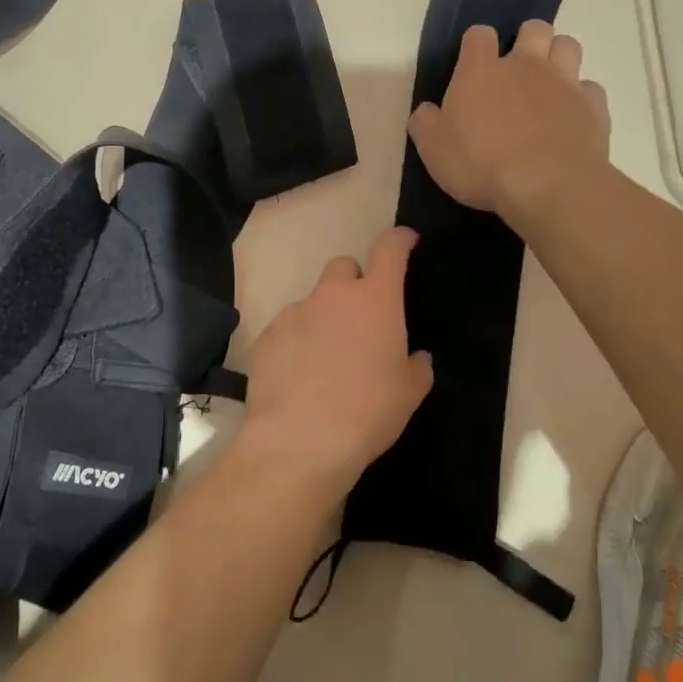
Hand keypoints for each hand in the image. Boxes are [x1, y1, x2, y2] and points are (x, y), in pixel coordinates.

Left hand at [241, 227, 433, 494]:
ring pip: (313, 301)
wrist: (300, 441)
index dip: (400, 240)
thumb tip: (415, 357)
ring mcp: (295, 313)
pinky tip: (299, 376)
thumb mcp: (409, 393)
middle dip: (354, 283)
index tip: (406, 241)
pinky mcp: (266, 336)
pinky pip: (287, 328)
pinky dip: (296, 342)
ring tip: (326, 359)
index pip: (390, 249)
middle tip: (361, 318)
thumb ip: (416, 366)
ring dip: (323, 318)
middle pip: (344, 268)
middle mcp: (333, 295)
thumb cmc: (368, 412)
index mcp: (375, 299)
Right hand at [407, 21, 610, 220]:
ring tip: (549, 84)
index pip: (478, 35)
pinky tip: (572, 116)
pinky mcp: (593, 107)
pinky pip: (590, 88)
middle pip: (535, 28)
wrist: (547, 186)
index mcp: (481, 70)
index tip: (473, 65)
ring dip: (559, 57)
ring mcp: (564, 83)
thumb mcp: (434, 151)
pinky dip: (581, 97)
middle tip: (518, 69)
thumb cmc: (481, 165)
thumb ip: (426, 124)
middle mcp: (526, 65)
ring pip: (568, 46)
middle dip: (528, 40)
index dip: (476, 45)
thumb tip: (427, 111)